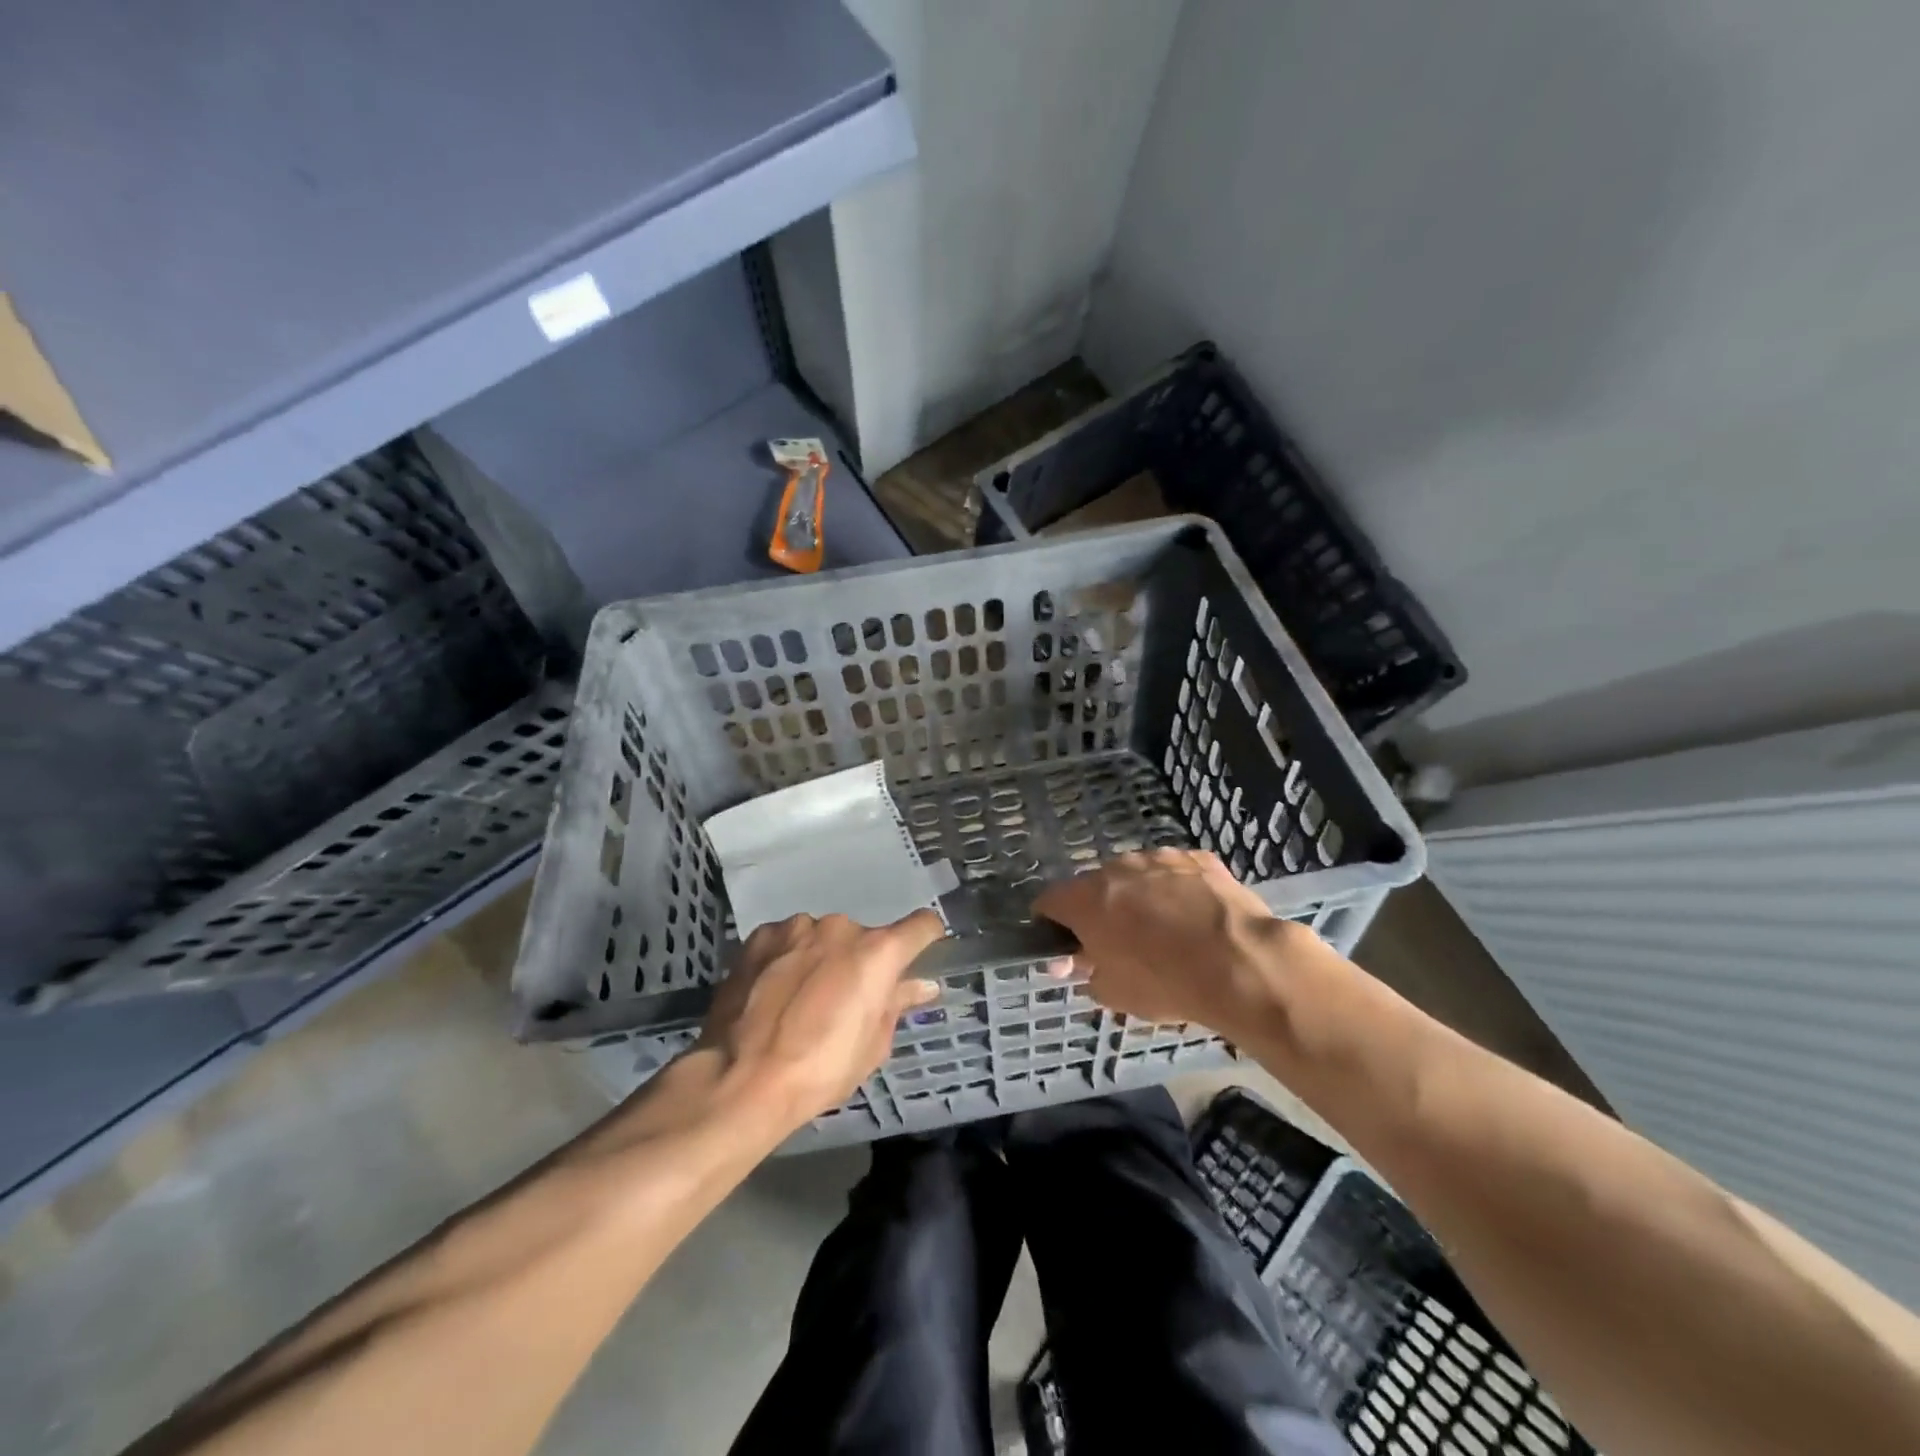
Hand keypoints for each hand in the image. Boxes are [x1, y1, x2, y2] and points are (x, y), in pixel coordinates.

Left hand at [695, 910, 943, 1133]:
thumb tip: (923, 986)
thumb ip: (896, 1004)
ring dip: (822, 957)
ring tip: (801, 997)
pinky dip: (788, 957)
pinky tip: (773, 990)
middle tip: (845, 999)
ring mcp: (797, 927)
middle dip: (861, 962)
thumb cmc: (821, 1070)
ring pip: (823, 937)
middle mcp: (841, 927)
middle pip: (865, 937)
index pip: (922, 925)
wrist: (741, 1079)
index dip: (926, 939)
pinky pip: (787, 940)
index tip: (919, 956)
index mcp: (878, 952)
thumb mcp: (872, 1046)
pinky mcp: (761, 936)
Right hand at [1032, 849, 1294, 1033]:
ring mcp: (1159, 857)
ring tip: (1163, 931)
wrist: (1240, 962)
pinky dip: (1176, 890)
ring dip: (1138, 897)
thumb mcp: (1114, 992)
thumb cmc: (1166, 982)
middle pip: (1094, 886)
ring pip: (1136, 875)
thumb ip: (1084, 972)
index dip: (1050, 923)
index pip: (1049, 901)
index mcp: (1086, 899)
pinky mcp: (1198, 858)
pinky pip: (1175, 872)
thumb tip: (1069, 963)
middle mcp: (1116, 868)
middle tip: (1117, 943)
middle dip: (1099, 910)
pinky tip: (1195, 917)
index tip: (1063, 944)